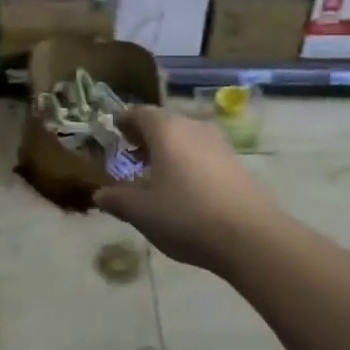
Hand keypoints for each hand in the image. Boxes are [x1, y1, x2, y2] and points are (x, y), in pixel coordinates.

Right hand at [94, 106, 280, 274]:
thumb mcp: (141, 212)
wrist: (250, 236)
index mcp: (166, 130)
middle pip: (165, 122)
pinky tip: (184, 186)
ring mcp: (219, 144)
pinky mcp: (236, 163)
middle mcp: (193, 127)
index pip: (140, 113)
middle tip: (131, 153)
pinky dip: (188, 160)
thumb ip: (117, 199)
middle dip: (146, 135)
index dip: (125, 121)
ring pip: (186, 137)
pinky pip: (203, 153)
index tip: (115, 131)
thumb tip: (100, 194)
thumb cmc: (186, 216)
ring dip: (169, 149)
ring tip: (156, 172)